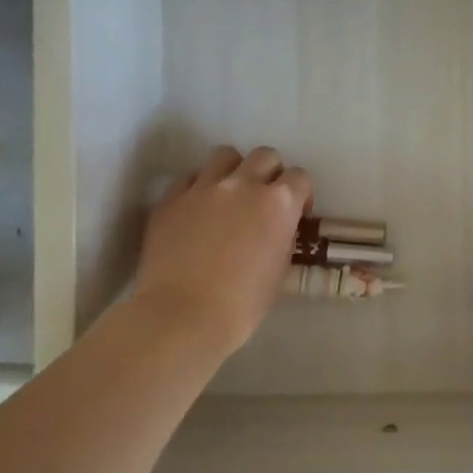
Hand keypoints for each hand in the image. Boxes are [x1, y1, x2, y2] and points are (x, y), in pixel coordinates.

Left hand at [132, 146, 311, 359]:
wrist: (182, 316)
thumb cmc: (242, 304)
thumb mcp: (280, 270)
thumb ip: (283, 236)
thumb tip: (278, 226)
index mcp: (279, 203)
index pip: (299, 177)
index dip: (301, 194)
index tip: (296, 214)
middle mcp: (243, 184)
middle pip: (265, 156)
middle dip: (270, 173)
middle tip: (263, 200)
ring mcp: (203, 187)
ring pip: (225, 155)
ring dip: (234, 170)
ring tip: (229, 195)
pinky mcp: (171, 198)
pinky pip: (190, 178)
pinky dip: (198, 187)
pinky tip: (197, 210)